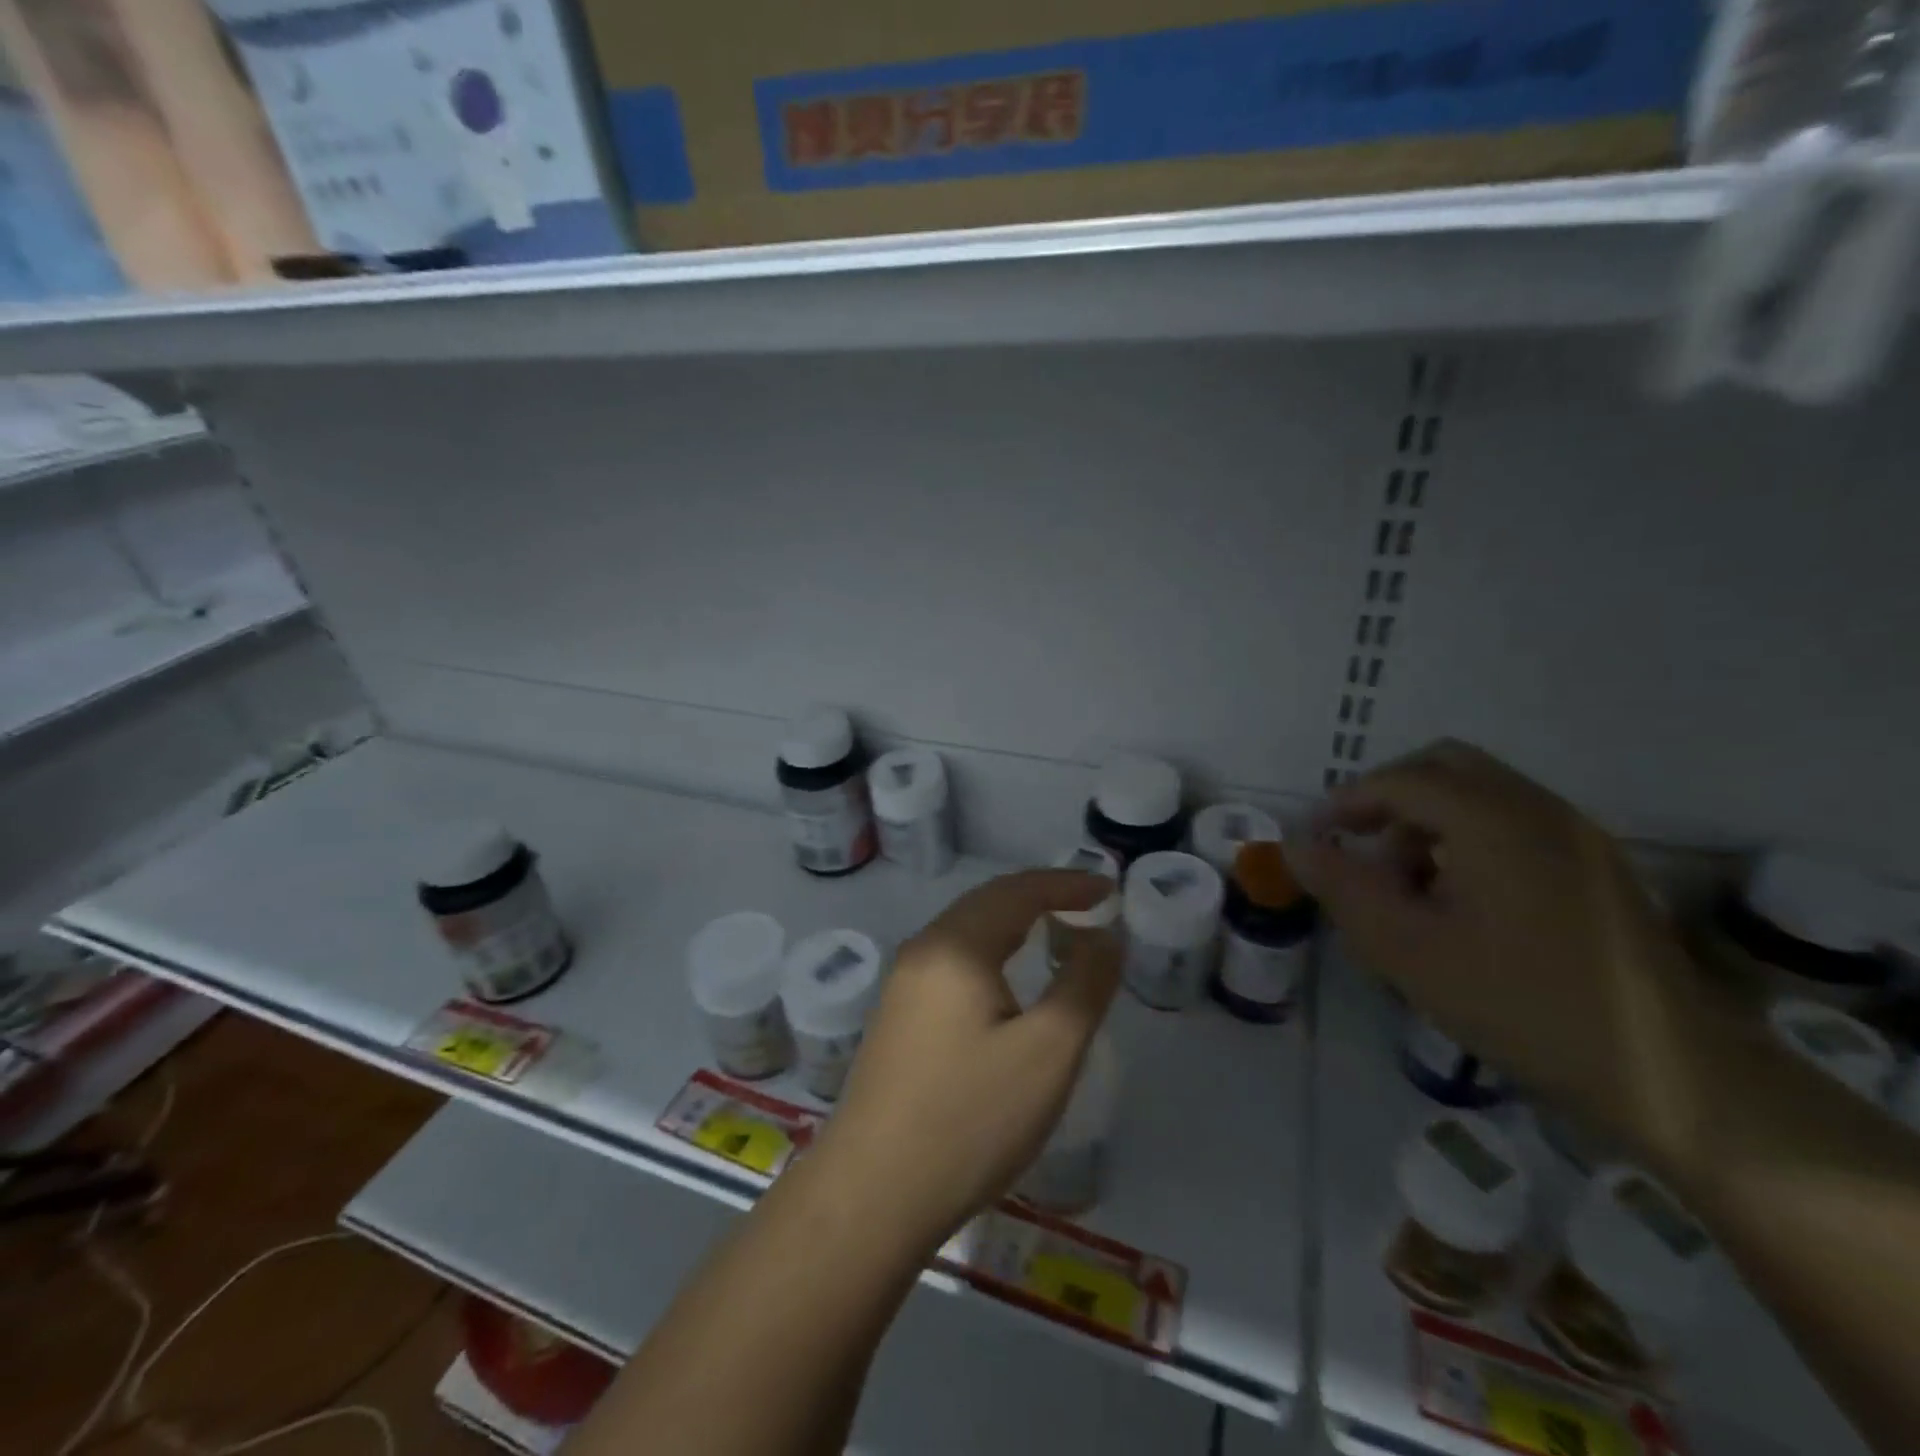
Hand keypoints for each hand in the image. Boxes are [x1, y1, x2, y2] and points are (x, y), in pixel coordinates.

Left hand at [813, 870, 1120, 1253]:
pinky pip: (953, 960)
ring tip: (1056, 934)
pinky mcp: (897, 1015)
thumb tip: (1105, 935)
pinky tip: (1006, 981)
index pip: (1018, 891)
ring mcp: (903, 983)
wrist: (873, 1192)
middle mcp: (923, 950)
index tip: (1109, 889)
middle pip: (988, 902)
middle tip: (1088, 906)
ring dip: (1013, 922)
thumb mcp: (1047, 1053)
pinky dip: (991, 951)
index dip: (1067, 884)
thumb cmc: (970, 1118)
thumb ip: (1084, 984)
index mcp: (956, 946)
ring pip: (967, 931)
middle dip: (1040, 896)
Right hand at [1290, 740, 1708, 1168]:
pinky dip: (1468, 838)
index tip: (1316, 838)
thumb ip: (1344, 888)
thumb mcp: (1408, 950)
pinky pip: (1514, 824)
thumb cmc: (1523, 1005)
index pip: (1401, 780)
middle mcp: (1539, 810)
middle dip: (1390, 797)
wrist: (1674, 1077)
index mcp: (1493, 820)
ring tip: (1404, 885)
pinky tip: (1458, 901)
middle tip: (1358, 844)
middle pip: (1446, 768)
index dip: (1348, 801)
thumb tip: (1297, 845)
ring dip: (1428, 820)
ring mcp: (1578, 837)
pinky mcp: (1597, 870)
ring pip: (1481, 795)